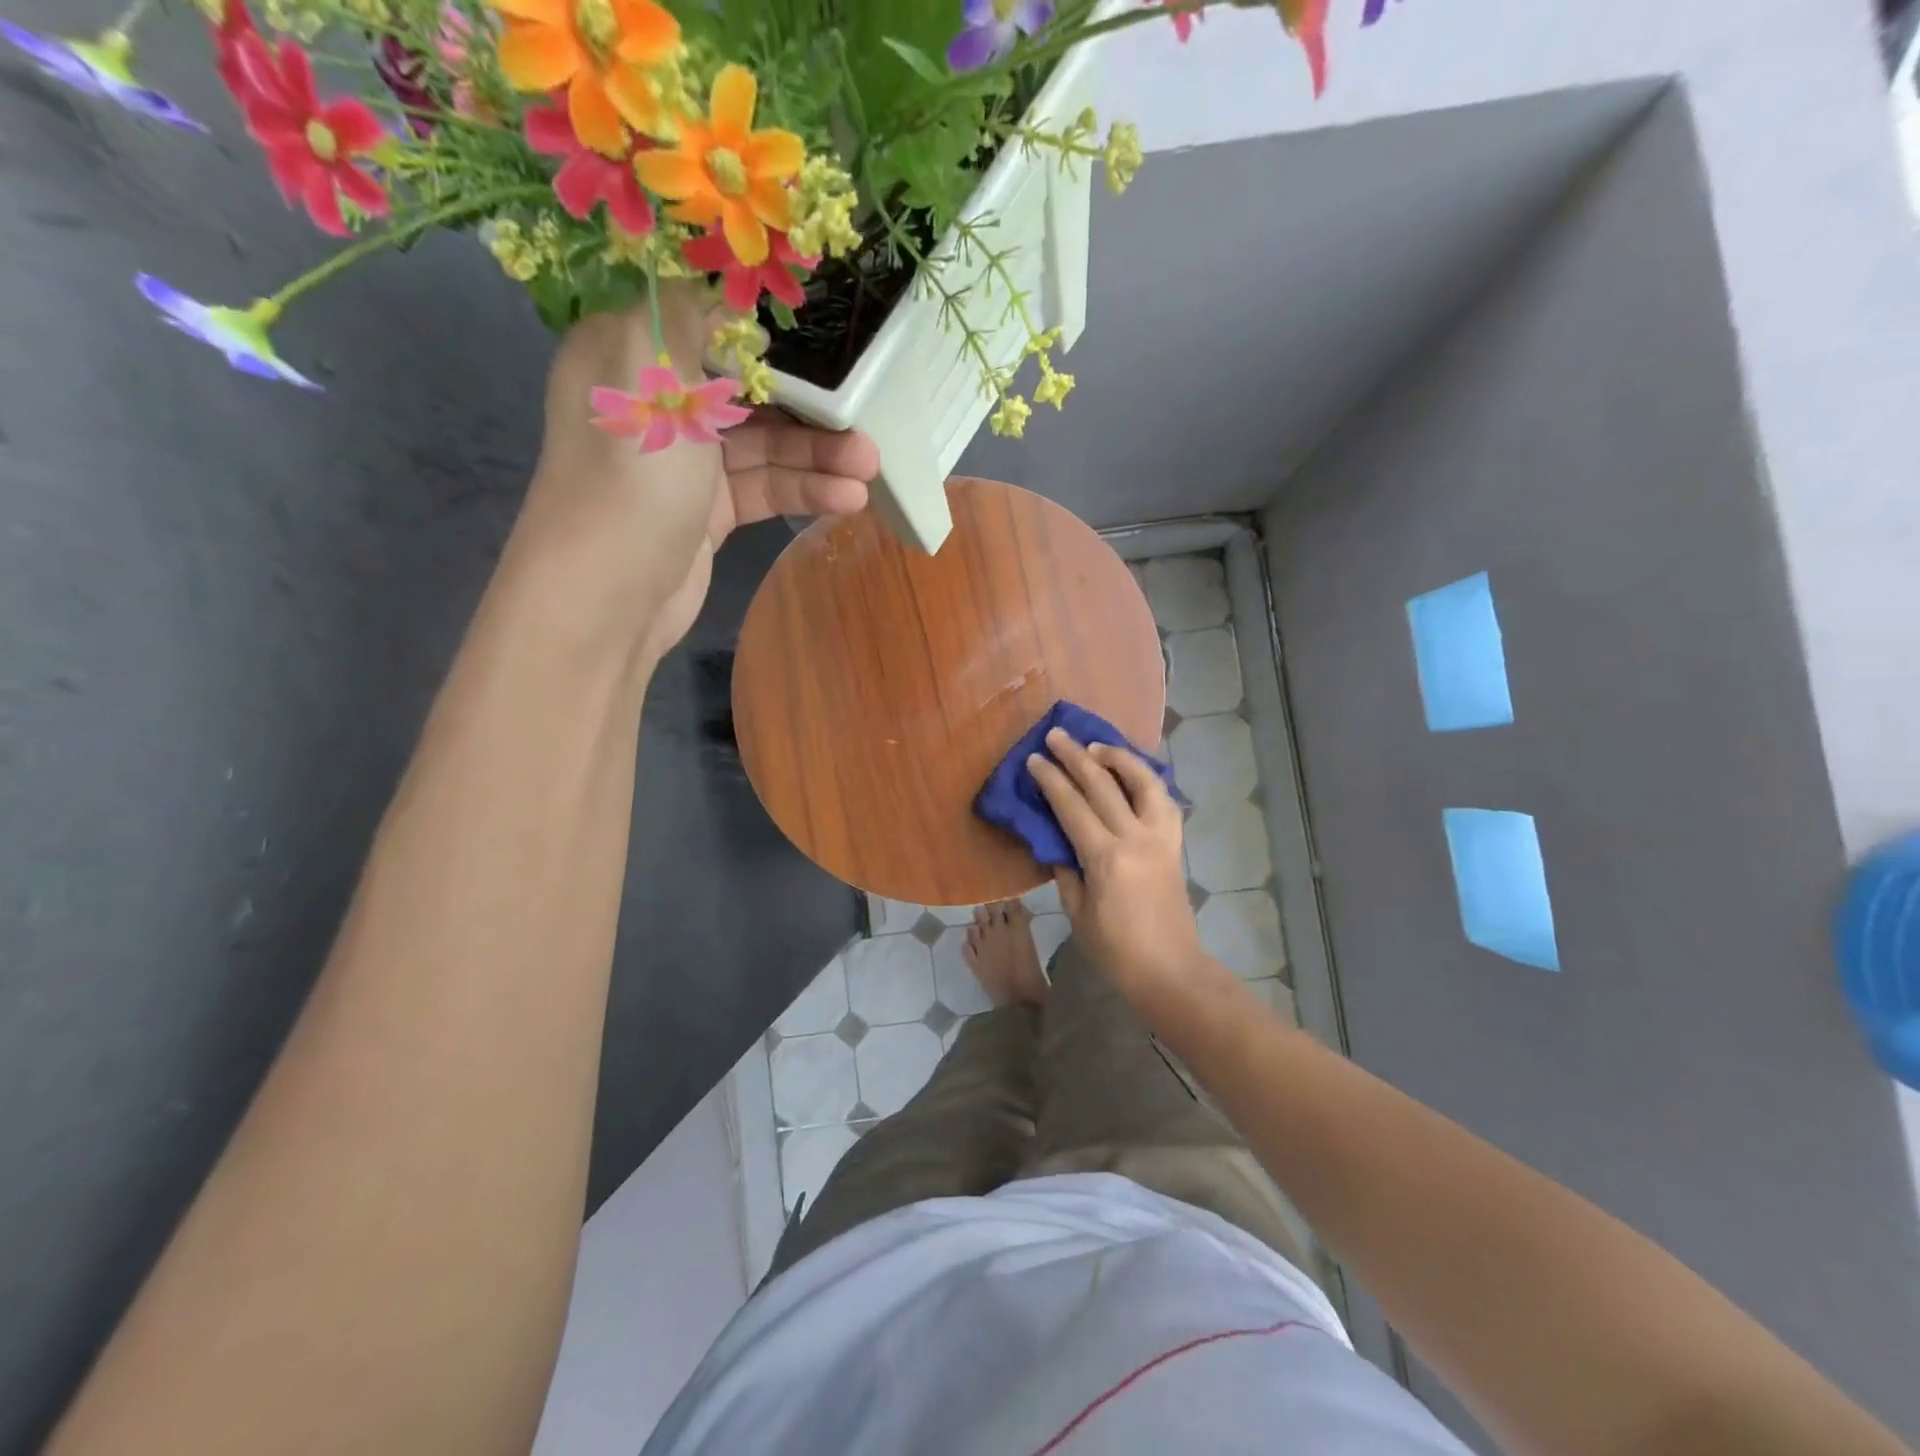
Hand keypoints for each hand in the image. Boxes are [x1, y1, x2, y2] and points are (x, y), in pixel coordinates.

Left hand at [508, 284, 877, 665]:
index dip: (764, 331)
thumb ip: (687, 314)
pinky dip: (803, 492)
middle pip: (745, 390)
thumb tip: (722, 287)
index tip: (823, 337)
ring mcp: (685, 465)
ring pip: (762, 447)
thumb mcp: (653, 373)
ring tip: (870, 468)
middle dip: (807, 405)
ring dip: (817, 456)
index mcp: (628, 355)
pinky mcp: (708, 514)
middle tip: (865, 416)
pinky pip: (763, 490)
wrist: (610, 595)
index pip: (704, 323)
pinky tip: (847, 498)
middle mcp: (656, 404)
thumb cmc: (632, 475)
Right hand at [1026, 728, 1222, 1017]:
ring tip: (1098, 746)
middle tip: (1057, 735)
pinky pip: (1164, 801)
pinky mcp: (1175, 845)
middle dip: (1077, 756)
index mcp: (1107, 857)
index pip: (1073, 806)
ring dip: (1119, 758)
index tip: (1035, 758)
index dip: (1051, 779)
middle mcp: (1136, 838)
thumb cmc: (1116, 950)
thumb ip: (1065, 871)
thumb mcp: (1078, 912)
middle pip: (1104, 785)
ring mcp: (1161, 838)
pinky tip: (1134, 775)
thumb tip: (1056, 842)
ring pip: (1144, 783)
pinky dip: (1148, 780)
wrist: (1171, 971)